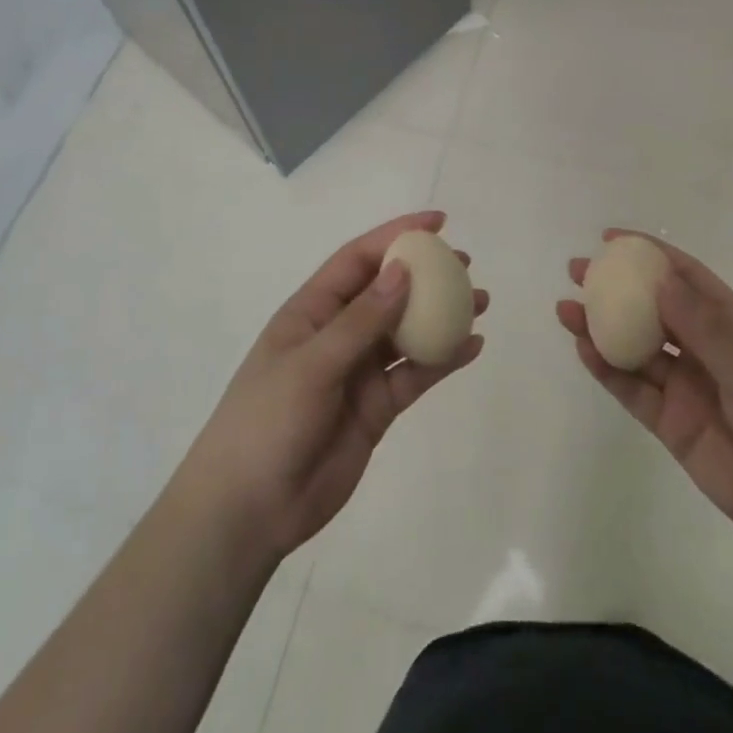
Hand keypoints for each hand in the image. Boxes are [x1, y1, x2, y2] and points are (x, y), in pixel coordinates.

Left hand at [177, 211, 485, 564]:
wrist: (250, 509)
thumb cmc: (267, 421)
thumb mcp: (311, 364)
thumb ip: (360, 320)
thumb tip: (403, 270)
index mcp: (311, 311)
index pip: (357, 260)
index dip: (395, 236)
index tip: (437, 223)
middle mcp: (338, 334)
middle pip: (388, 292)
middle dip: (425, 274)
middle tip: (466, 266)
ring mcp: (358, 372)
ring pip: (407, 333)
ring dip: (442, 316)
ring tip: (481, 302)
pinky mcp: (376, 408)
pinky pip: (414, 375)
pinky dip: (443, 361)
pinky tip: (472, 347)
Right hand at [556, 230, 732, 573]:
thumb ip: (704, 328)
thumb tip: (658, 281)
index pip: (687, 279)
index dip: (651, 256)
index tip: (612, 239)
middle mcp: (706, 350)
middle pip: (652, 310)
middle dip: (616, 289)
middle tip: (577, 272)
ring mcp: (687, 387)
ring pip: (636, 348)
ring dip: (602, 327)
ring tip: (566, 310)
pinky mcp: (672, 424)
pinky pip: (633, 390)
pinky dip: (607, 370)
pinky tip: (584, 349)